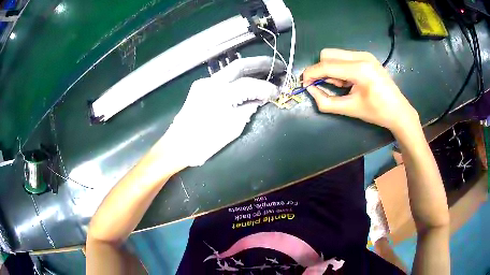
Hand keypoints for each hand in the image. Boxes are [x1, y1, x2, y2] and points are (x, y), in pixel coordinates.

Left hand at [162, 56, 283, 166]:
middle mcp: (210, 83)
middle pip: (239, 65)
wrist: (177, 145)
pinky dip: (239, 76)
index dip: (266, 87)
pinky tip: (248, 80)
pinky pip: (223, 77)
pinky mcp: (200, 86)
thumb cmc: (203, 143)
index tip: (278, 91)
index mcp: (219, 96)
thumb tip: (259, 99)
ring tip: (267, 69)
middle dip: (261, 63)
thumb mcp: (231, 129)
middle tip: (278, 65)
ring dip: (250, 68)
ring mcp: (204, 83)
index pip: (248, 84)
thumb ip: (247, 110)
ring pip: (231, 69)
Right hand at [302, 49, 419, 133]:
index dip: (311, 74)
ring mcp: (364, 54)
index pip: (327, 65)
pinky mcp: (366, 56)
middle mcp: (361, 56)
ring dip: (331, 69)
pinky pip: (344, 57)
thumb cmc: (377, 112)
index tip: (304, 84)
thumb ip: (326, 101)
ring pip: (335, 54)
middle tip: (330, 86)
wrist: (399, 110)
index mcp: (360, 70)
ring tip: (343, 85)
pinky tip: (349, 80)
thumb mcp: (350, 109)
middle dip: (322, 70)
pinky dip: (340, 67)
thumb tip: (310, 90)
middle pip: (327, 54)